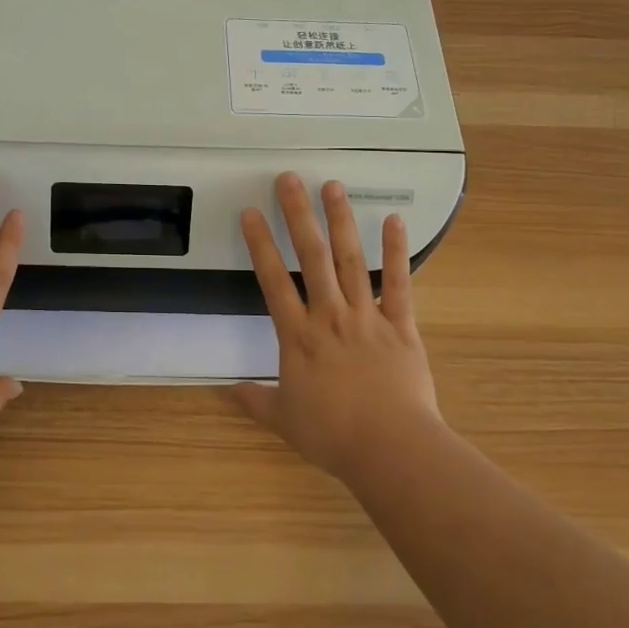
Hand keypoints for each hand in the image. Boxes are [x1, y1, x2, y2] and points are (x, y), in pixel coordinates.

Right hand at [231, 174, 444, 480]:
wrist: (390, 448)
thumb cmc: (333, 434)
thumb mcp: (285, 420)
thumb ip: (256, 400)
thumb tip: (227, 391)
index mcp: (298, 336)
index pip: (273, 280)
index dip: (260, 244)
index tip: (251, 212)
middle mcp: (330, 315)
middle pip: (312, 256)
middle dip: (298, 214)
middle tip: (289, 179)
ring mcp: (367, 316)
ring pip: (351, 260)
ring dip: (341, 221)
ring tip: (332, 186)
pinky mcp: (401, 325)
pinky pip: (400, 283)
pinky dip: (397, 251)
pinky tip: (395, 220)